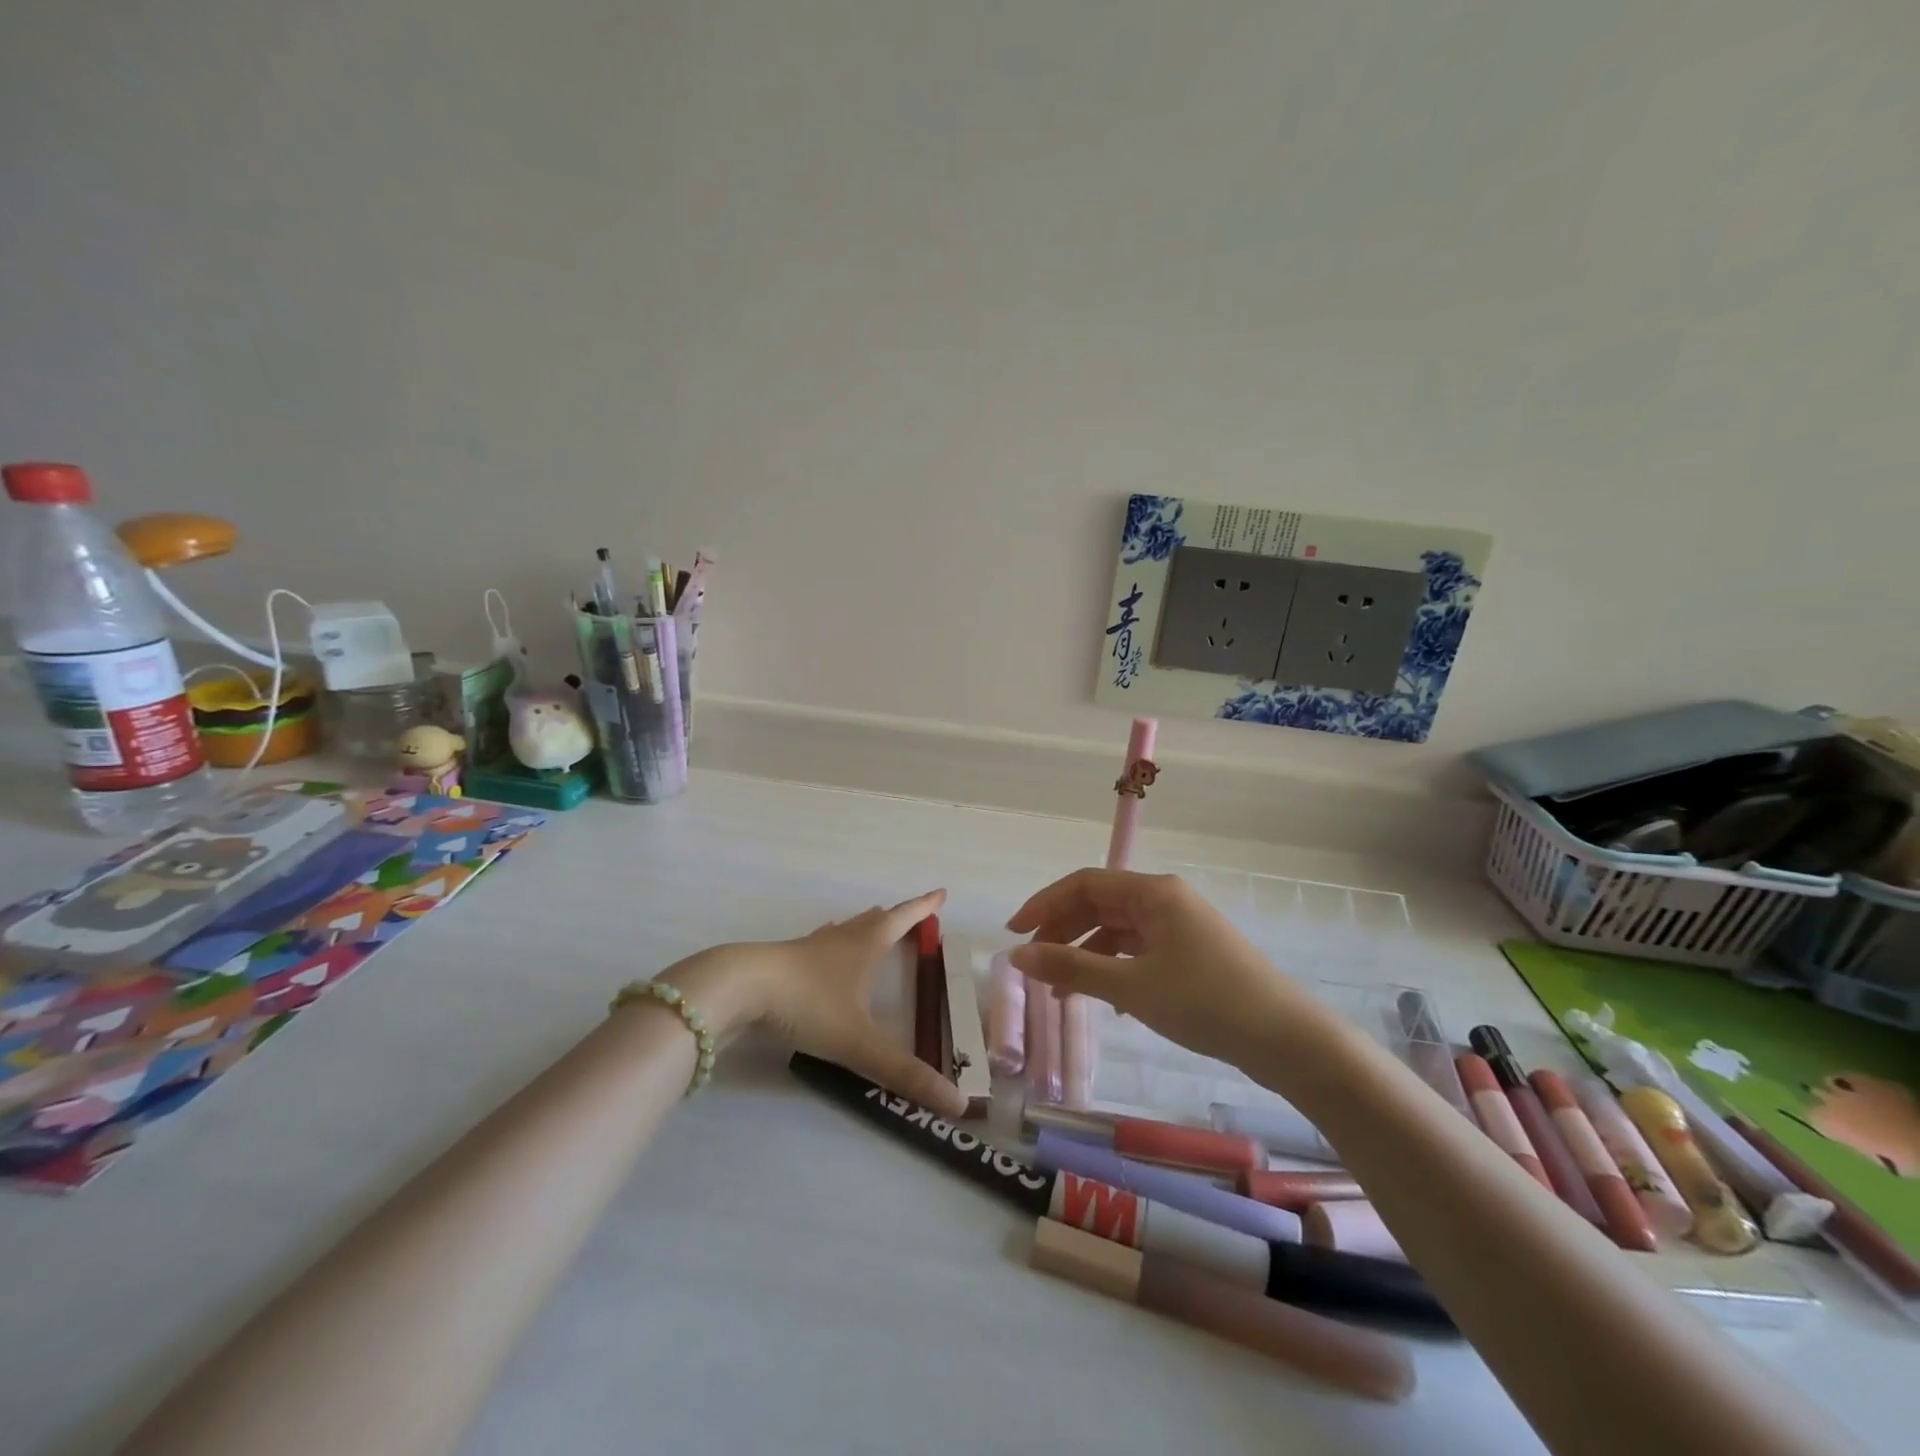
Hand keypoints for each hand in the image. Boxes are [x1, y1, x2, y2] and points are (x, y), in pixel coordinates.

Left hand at [669, 888, 968, 1117]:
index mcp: (866, 946)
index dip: (924, 907)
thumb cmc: (808, 1004)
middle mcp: (842, 939)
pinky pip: (819, 946)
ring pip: (845, 930)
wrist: (741, 988)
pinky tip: (823, 952)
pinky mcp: (785, 961)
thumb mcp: (859, 1043)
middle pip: (875, 921)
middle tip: (912, 916)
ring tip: (873, 926)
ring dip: (864, 927)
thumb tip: (957, 1104)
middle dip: (896, 917)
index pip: (903, 919)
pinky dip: (832, 944)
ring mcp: (811, 948)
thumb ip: (904, 1073)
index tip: (941, 893)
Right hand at [1006, 869, 1313, 1067]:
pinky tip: (1106, 1000)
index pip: (1085, 884)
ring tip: (1061, 990)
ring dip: (1086, 954)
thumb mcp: (1131, 986)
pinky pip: (1139, 950)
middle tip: (1033, 963)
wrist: (1286, 1039)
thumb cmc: (1205, 1002)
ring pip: (1119, 930)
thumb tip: (1017, 955)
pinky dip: (1114, 968)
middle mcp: (1166, 899)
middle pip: (1100, 905)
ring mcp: (1181, 926)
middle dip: (1063, 931)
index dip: (1044, 903)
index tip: (1014, 933)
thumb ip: (1072, 967)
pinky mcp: (1192, 953)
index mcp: (1153, 892)